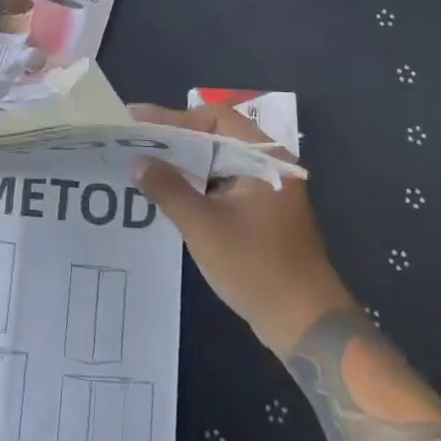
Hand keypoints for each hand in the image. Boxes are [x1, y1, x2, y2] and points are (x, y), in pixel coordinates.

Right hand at [130, 104, 354, 355]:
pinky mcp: (261, 213)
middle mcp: (269, 165)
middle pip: (216, 136)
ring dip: (184, 162)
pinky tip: (168, 191)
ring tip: (144, 161)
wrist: (305, 324)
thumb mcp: (204, 226)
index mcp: (265, 157)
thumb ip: (168, 188)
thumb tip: (136, 161)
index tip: (136, 119)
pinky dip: (196, 183)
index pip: (214, 118)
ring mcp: (267, 190)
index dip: (173, 116)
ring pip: (218, 162)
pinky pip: (222, 184)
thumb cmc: (256, 267)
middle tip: (134, 139)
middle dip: (174, 138)